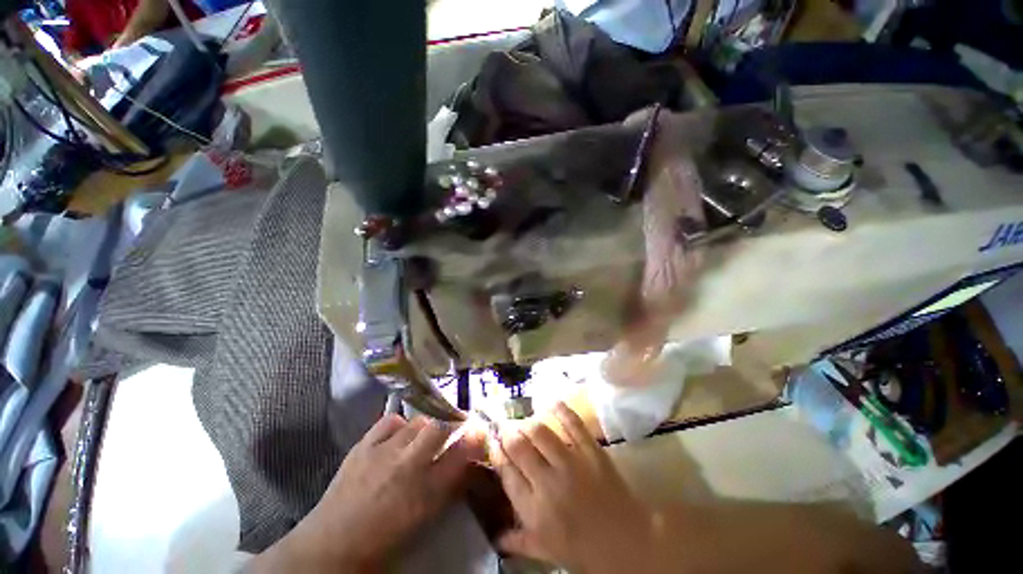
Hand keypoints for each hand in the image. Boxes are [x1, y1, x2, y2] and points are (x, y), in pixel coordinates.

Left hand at [252, 415, 484, 572]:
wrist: (333, 546)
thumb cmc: (386, 539)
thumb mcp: (426, 517)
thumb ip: (449, 486)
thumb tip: (466, 462)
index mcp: (426, 492)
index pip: (461, 454)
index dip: (475, 438)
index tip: (481, 430)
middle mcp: (408, 466)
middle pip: (440, 428)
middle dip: (451, 425)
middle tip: (452, 430)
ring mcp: (384, 452)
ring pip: (417, 422)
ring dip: (426, 426)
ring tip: (423, 436)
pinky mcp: (364, 445)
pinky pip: (390, 421)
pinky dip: (399, 425)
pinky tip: (398, 435)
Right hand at [492, 403, 668, 572]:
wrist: (630, 545)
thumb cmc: (585, 551)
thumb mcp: (548, 551)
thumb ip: (520, 541)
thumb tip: (496, 537)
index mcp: (534, 510)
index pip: (506, 472)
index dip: (497, 452)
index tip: (494, 441)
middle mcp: (548, 483)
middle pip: (519, 445)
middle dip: (508, 432)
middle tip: (507, 427)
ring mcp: (571, 463)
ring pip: (540, 431)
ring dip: (528, 422)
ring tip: (525, 422)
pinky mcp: (591, 451)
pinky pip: (573, 423)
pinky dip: (561, 409)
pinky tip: (550, 402)